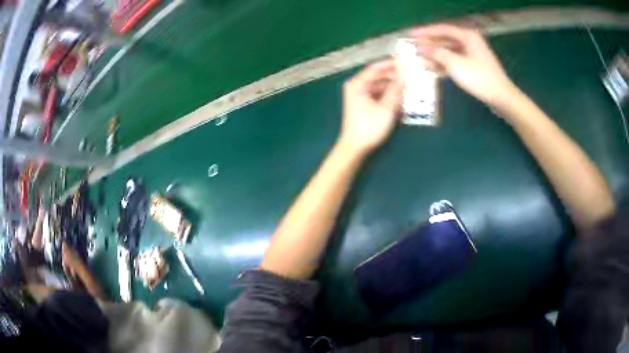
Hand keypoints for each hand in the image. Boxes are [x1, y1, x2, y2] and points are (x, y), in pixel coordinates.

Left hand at [339, 59, 402, 155]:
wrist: (355, 147)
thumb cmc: (369, 127)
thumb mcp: (386, 108)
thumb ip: (396, 91)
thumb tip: (405, 77)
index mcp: (358, 84)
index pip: (376, 68)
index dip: (391, 64)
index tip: (406, 62)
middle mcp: (357, 86)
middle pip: (378, 76)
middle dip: (394, 76)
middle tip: (411, 75)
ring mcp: (359, 95)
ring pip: (380, 86)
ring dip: (393, 87)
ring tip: (409, 85)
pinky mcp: (363, 104)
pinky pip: (378, 95)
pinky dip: (389, 95)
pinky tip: (401, 97)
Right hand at [411, 24, 517, 107]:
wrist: (501, 97)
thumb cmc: (480, 79)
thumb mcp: (456, 64)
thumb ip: (436, 53)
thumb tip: (420, 47)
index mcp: (467, 36)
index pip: (442, 29)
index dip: (425, 31)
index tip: (410, 34)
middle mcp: (469, 42)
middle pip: (445, 40)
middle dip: (429, 44)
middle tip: (412, 47)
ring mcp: (472, 54)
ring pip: (449, 51)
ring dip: (434, 55)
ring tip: (418, 58)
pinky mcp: (473, 66)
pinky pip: (454, 61)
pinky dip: (443, 63)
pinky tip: (431, 68)